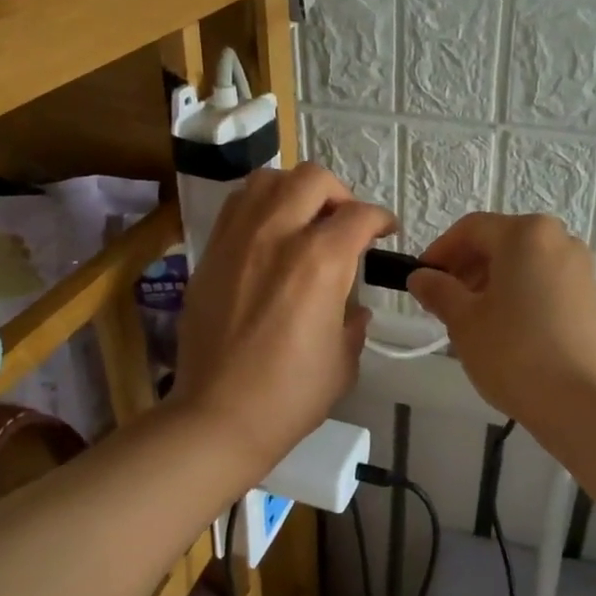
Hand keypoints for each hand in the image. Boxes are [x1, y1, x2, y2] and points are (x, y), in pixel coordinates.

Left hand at [173, 162, 395, 479]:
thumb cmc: (290, 395)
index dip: (381, 220)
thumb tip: (355, 309)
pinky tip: (269, 235)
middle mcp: (277, 235)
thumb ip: (354, 323)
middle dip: (339, 193)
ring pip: (268, 180)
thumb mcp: (343, 361)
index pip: (360, 216)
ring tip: (303, 219)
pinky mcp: (210, 253)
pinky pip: (236, 206)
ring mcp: (237, 240)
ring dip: (294, 191)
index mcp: (320, 262)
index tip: (385, 233)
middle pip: (313, 179)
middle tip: (344, 222)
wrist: (217, 416)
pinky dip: (260, 206)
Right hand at [407, 213, 595, 431]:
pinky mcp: (592, 298)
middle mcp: (559, 239)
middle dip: (466, 267)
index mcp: (526, 234)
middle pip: (500, 242)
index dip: (440, 251)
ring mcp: (581, 268)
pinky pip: (544, 283)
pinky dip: (519, 294)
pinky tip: (505, 329)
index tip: (420, 279)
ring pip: (523, 263)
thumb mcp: (464, 321)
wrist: (585, 404)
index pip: (471, 229)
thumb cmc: (515, 353)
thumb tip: (421, 277)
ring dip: (491, 282)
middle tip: (442, 302)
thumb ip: (438, 290)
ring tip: (471, 319)